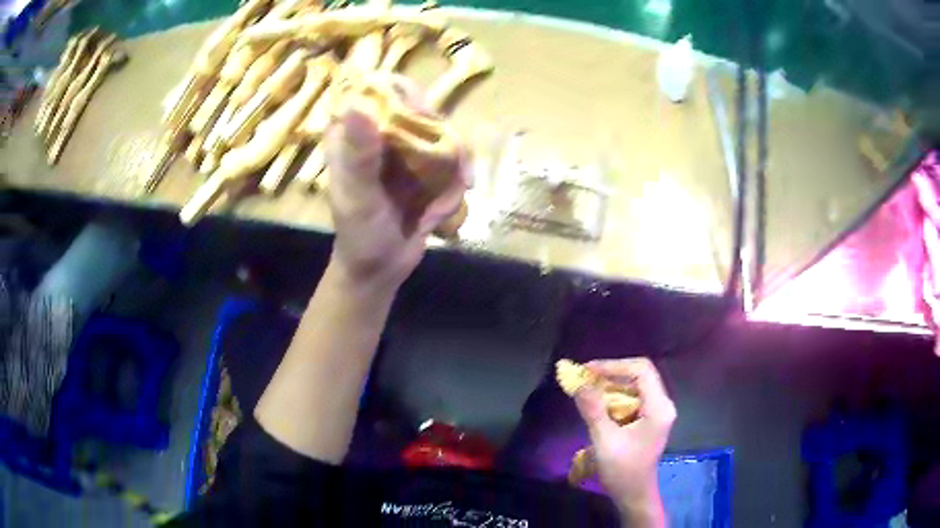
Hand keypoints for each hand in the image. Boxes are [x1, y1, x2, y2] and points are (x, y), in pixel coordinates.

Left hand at [324, 75, 471, 287]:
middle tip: (452, 161)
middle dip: (439, 132)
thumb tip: (357, 104)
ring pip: (438, 131)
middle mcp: (376, 135)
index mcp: (350, 134)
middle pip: (417, 107)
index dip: (404, 93)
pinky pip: (448, 155)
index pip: (376, 89)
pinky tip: (459, 193)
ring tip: (461, 184)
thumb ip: (359, 155)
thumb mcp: (359, 197)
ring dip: (454, 157)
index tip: (423, 116)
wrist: (380, 270)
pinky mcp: (421, 168)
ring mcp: (401, 150)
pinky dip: (458, 173)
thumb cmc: (361, 236)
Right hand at [574, 358, 675, 526]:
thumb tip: (578, 382)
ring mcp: (658, 411)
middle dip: (611, 373)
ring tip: (587, 387)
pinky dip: (615, 395)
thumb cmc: (623, 470)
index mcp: (659, 407)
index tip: (587, 370)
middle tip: (584, 377)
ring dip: (612, 383)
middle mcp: (663, 404)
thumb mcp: (605, 441)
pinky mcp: (650, 418)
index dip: (613, 365)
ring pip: (636, 385)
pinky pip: (633, 397)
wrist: (634, 495)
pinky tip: (598, 401)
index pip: (641, 370)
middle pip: (640, 374)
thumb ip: (593, 410)